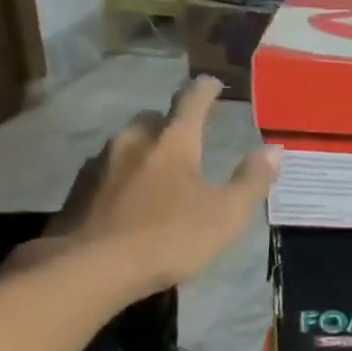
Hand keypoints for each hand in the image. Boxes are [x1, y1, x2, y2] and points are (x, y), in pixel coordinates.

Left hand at [26, 78, 278, 299]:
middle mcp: (133, 142)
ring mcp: (100, 165)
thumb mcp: (226, 215)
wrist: (88, 269)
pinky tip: (129, 199)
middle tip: (186, 137)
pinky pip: (107, 172)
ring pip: (127, 145)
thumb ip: (251, 181)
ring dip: (145, 151)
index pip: (191, 103)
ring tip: (159, 172)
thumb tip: (274, 149)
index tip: (212, 82)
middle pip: (153, 120)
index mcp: (173, 143)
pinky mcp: (77, 191)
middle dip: (171, 124)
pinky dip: (123, 177)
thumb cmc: (168, 238)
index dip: (204, 90)